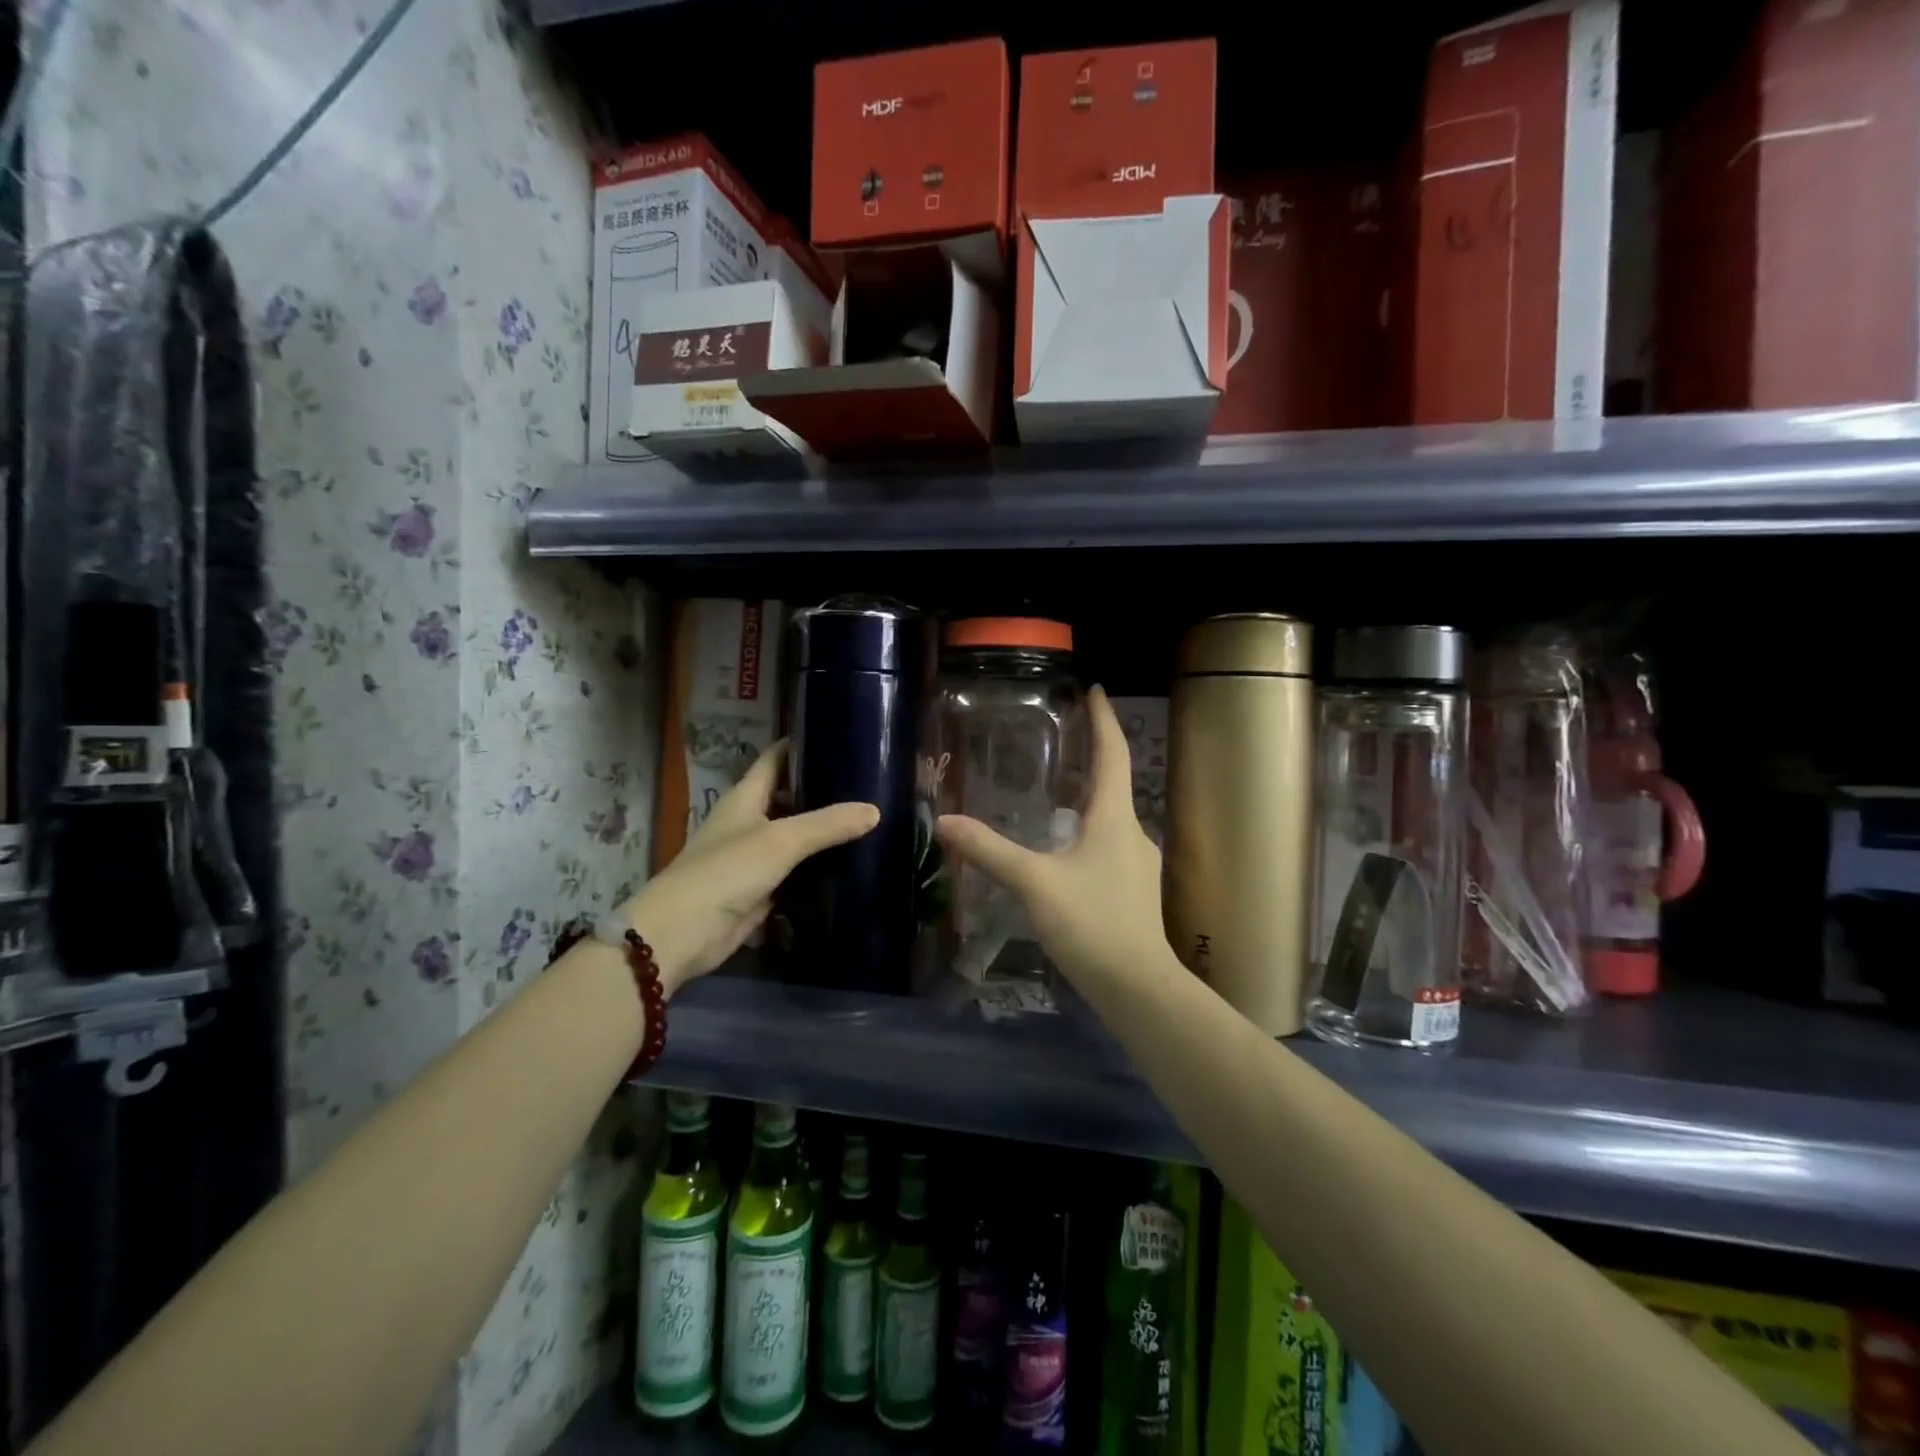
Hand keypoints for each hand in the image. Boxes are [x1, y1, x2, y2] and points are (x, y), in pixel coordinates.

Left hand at [619, 742, 877, 989]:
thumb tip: (874, 810)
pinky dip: (817, 869)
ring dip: (822, 833)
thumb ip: (827, 824)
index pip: (775, 759)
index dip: (801, 745)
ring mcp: (753, 858)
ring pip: (794, 838)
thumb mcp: (781, 840)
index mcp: (745, 798)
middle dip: (821, 791)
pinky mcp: (761, 891)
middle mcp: (748, 822)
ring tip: (866, 820)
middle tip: (866, 783)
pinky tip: (849, 865)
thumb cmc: (726, 871)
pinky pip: (796, 873)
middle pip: (788, 798)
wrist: (683, 932)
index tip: (837, 735)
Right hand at [936, 686, 1170, 989]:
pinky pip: (1109, 846)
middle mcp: (1133, 832)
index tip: (1095, 690)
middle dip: (1091, 758)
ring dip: (1087, 799)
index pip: (1113, 754)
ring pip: (1110, 818)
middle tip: (1061, 739)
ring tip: (1055, 792)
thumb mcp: (1033, 883)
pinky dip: (1087, 832)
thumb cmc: (1091, 924)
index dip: (1104, 720)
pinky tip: (1064, 850)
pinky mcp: (1134, 891)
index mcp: (1115, 818)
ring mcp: (1138, 864)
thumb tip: (945, 821)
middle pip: (1113, 783)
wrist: (1138, 987)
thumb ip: (989, 851)